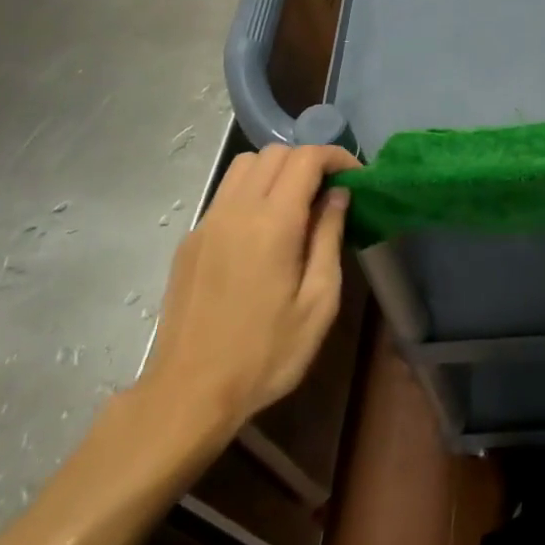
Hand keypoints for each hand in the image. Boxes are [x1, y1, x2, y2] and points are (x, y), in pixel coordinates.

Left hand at [142, 142, 360, 435]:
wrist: (189, 393)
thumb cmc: (265, 354)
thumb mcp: (318, 302)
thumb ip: (329, 238)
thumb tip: (338, 195)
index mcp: (272, 222)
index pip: (306, 158)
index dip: (336, 157)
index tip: (356, 177)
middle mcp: (236, 209)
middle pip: (275, 152)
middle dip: (308, 161)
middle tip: (331, 192)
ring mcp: (207, 222)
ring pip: (245, 165)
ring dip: (278, 170)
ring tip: (298, 204)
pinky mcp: (190, 239)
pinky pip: (226, 193)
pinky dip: (252, 191)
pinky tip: (264, 230)